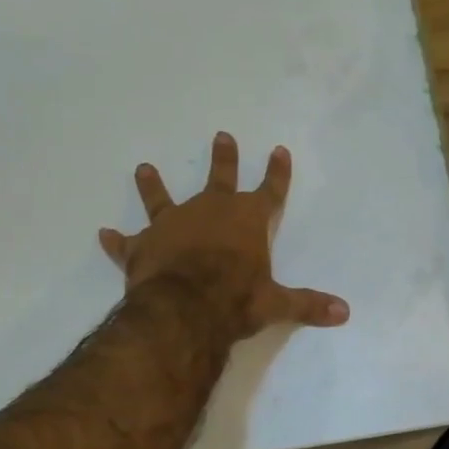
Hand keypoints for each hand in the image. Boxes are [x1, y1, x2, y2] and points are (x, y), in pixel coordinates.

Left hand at [99, 132, 349, 340]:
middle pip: (220, 178)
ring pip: (162, 198)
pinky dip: (116, 241)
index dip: (277, 172)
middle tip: (221, 136)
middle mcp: (210, 212)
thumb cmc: (235, 300)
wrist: (184, 310)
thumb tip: (345, 313)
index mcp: (247, 220)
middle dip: (223, 159)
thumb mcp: (276, 304)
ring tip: (144, 168)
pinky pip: (126, 242)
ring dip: (153, 185)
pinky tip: (104, 234)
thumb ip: (307, 304)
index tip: (278, 149)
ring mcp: (172, 225)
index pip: (270, 191)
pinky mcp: (142, 246)